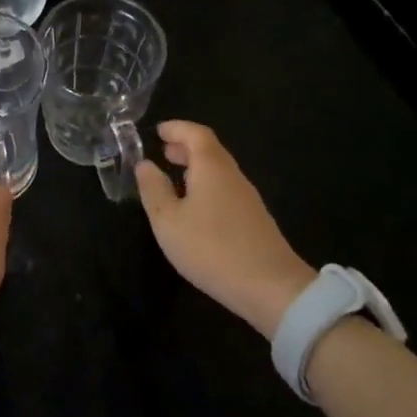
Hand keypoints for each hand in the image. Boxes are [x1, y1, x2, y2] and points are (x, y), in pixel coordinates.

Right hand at [134, 120, 315, 336]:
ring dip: (196, 167)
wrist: (271, 288)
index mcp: (211, 167)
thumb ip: (154, 189)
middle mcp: (232, 175)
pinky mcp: (254, 219)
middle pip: (210, 150)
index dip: (176, 128)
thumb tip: (144, 164)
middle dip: (185, 146)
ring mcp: (247, 198)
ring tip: (174, 177)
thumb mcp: (168, 221)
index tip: (158, 131)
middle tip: (163, 151)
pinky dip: (206, 185)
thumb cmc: (211, 248)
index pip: (195, 133)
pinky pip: (226, 189)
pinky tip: (195, 207)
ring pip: (219, 170)